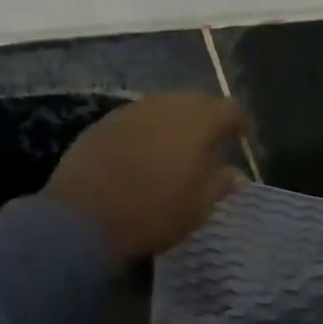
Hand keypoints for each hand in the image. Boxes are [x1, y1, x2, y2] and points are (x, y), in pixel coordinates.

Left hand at [45, 94, 246, 263]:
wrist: (84, 219)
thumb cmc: (154, 212)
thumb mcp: (198, 206)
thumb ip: (220, 183)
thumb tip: (234, 174)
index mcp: (198, 120)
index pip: (230, 109)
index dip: (238, 125)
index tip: (238, 143)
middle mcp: (165, 104)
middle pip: (195, 104)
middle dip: (204, 123)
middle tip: (208, 149)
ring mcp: (130, 111)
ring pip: (162, 110)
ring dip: (172, 128)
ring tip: (174, 155)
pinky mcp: (101, 125)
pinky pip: (135, 123)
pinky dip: (144, 136)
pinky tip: (141, 159)